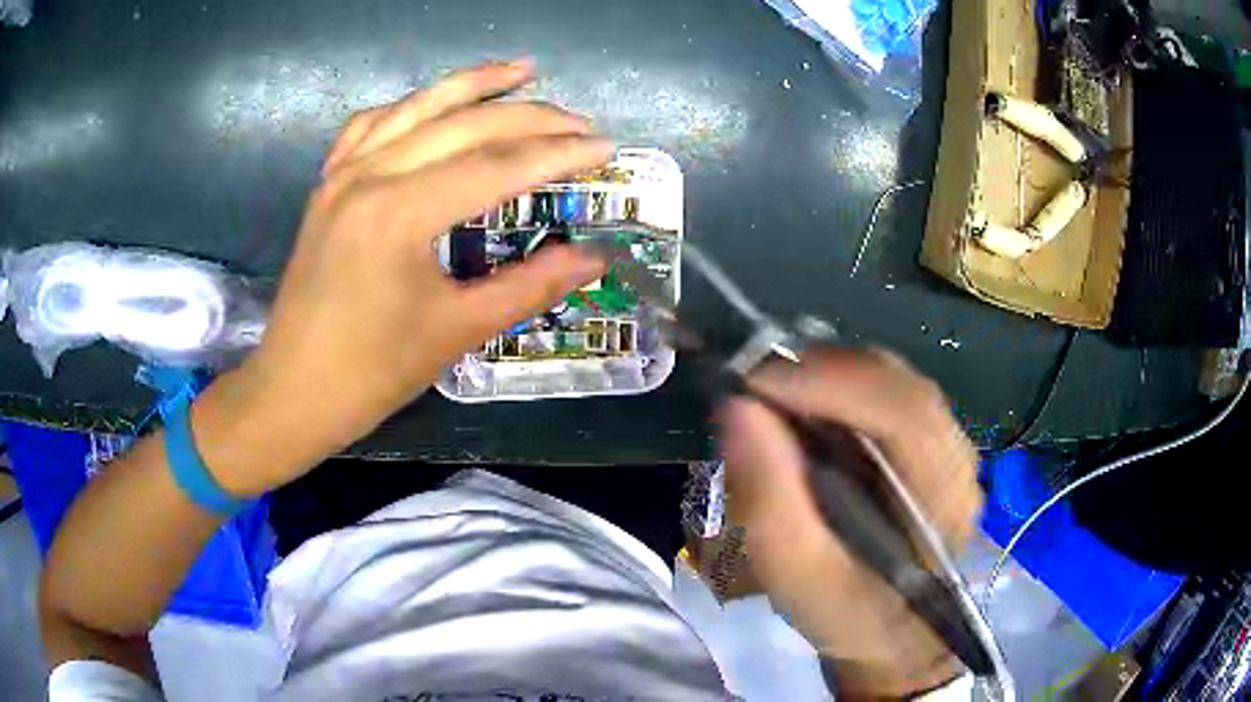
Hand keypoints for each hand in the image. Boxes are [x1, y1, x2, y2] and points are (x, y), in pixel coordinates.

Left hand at [193, 61, 611, 495]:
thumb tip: (594, 257)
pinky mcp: (327, 185)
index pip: (497, 166)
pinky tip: (434, 102)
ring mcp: (342, 174)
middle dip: (531, 118)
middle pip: (463, 125)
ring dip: (473, 84)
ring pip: (417, 107)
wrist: (292, 393)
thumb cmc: (370, 373)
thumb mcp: (456, 331)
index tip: (605, 148)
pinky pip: (371, 125)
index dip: (558, 155)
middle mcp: (369, 175)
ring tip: (523, 69)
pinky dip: (411, 106)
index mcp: (399, 213)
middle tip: (581, 121)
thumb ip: (530, 286)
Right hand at [719, 349, 982, 697]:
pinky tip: (804, 411)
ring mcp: (947, 442)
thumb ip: (768, 500)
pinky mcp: (928, 440)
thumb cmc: (847, 615)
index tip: (752, 383)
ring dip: (825, 376)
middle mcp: (956, 454)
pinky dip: (836, 388)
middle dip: (820, 372)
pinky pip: (882, 391)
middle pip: (895, 381)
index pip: (902, 411)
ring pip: (888, 378)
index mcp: (942, 497)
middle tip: (753, 386)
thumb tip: (737, 408)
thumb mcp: (797, 577)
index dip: (829, 383)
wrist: (890, 634)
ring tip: (772, 398)